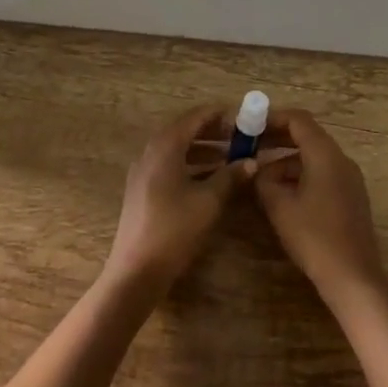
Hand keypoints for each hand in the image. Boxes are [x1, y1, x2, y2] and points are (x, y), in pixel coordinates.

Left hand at [102, 104, 254, 300]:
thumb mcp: (208, 201)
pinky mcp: (142, 189)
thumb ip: (230, 177)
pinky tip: (210, 178)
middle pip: (185, 130)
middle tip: (241, 136)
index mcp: (165, 146)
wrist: (136, 271)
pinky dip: (191, 164)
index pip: (195, 117)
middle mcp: (151, 151)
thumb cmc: (174, 230)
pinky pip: (170, 164)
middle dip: (213, 131)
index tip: (244, 117)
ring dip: (203, 149)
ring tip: (231, 156)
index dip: (220, 115)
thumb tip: (251, 161)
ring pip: (177, 149)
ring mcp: (143, 171)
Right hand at [254, 108, 387, 312]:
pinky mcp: (351, 197)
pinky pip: (322, 174)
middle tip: (250, 146)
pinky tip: (282, 195)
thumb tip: (257, 170)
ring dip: (286, 161)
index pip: (298, 120)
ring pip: (313, 157)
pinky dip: (300, 176)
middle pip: (307, 136)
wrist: (353, 278)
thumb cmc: (314, 237)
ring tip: (260, 178)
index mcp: (325, 154)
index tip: (249, 126)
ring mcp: (349, 179)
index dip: (272, 118)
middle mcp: (341, 159)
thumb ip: (264, 180)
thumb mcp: (279, 206)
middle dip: (277, 139)